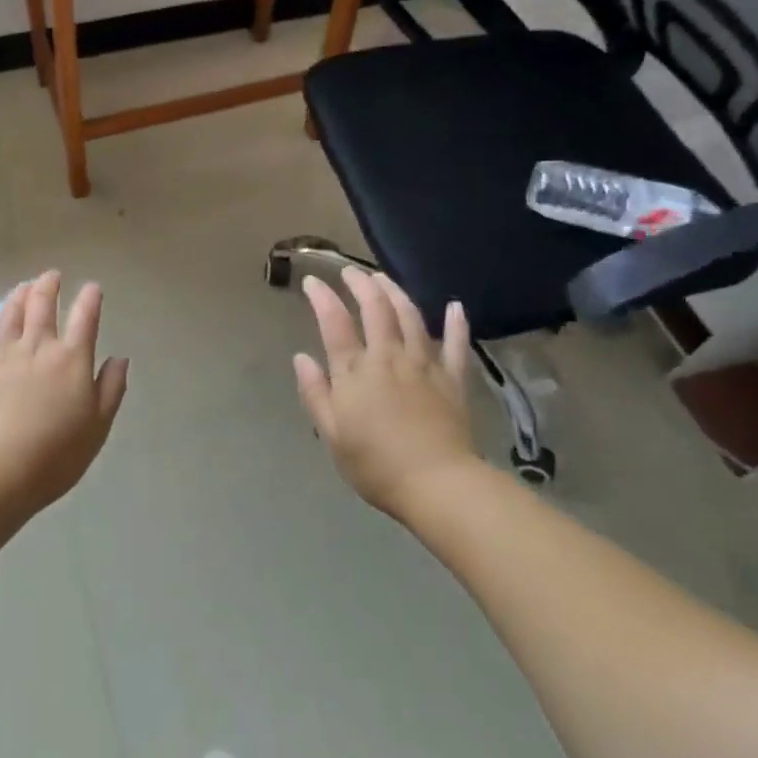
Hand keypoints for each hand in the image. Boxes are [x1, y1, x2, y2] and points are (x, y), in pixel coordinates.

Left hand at [0, 271, 129, 515]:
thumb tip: (120, 358)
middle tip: (51, 275)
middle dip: (49, 286)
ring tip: (22, 286)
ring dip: (17, 297)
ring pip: (10, 316)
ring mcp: (3, 356)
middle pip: (43, 306)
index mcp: (72, 359)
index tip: (92, 287)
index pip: (85, 319)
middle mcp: (38, 347)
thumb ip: (111, 388)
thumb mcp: (98, 425)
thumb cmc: (57, 453)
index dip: (90, 299)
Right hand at [294, 267, 478, 517]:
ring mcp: (424, 365)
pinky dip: (456, 324)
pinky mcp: (452, 379)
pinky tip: (455, 306)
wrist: (437, 485)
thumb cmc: (376, 465)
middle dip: (361, 284)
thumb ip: (315, 393)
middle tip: (350, 271)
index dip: (322, 297)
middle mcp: (388, 357)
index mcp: (355, 371)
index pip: (334, 322)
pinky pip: (455, 345)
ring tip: (384, 278)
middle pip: (375, 309)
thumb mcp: (332, 435)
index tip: (312, 281)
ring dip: (396, 292)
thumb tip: (301, 358)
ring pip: (410, 316)